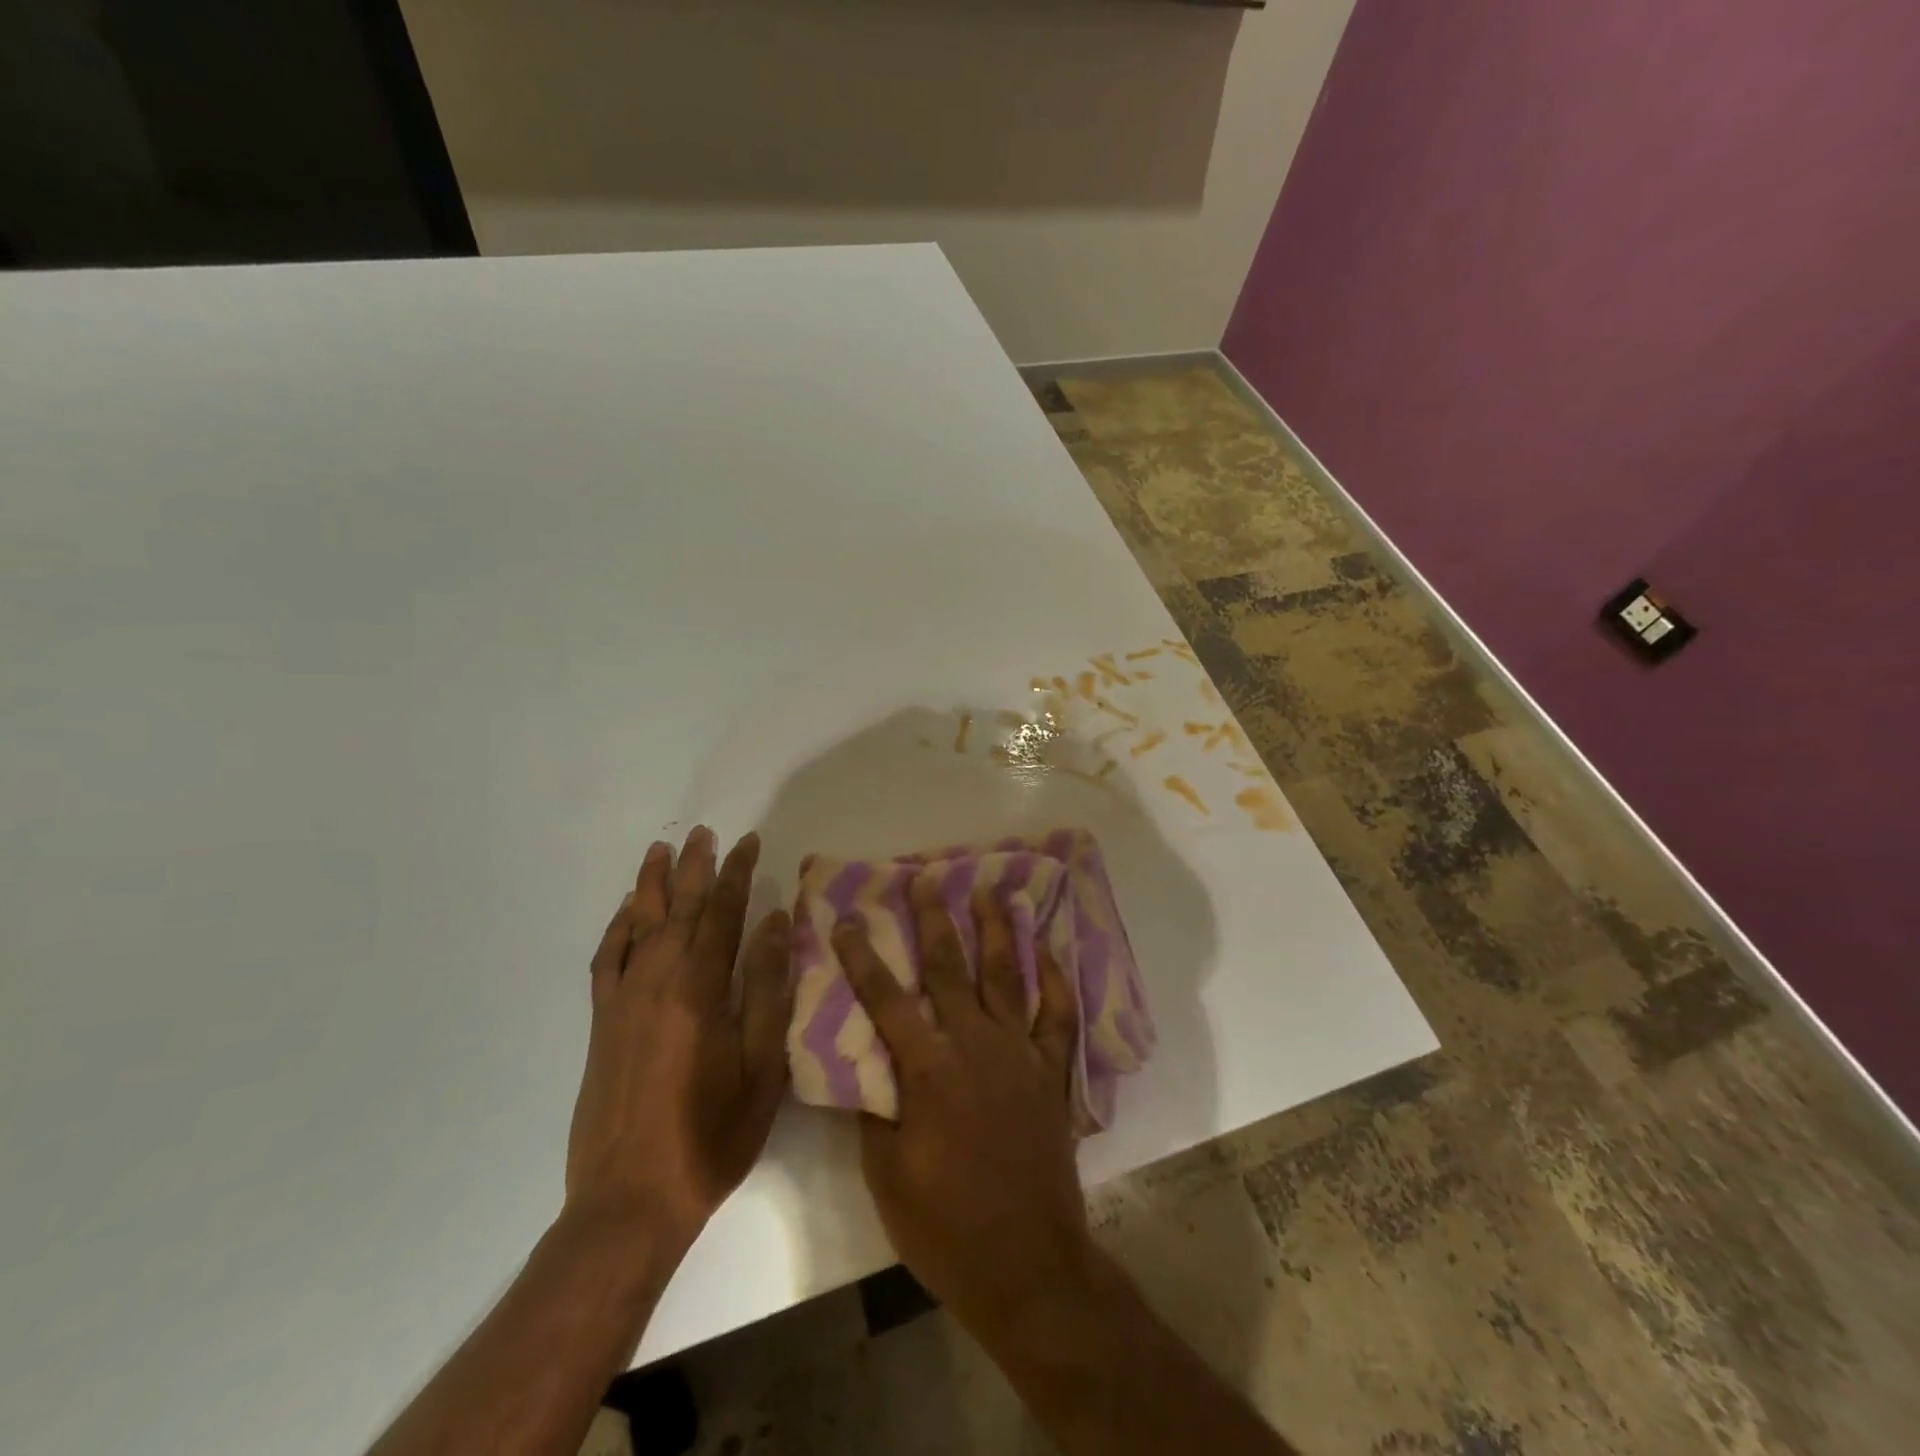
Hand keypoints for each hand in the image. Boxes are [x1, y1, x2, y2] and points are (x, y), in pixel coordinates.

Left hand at [566, 828, 792, 1246]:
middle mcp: (657, 981)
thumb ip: (768, 989)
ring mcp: (623, 1000)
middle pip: (678, 908)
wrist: (629, 1201)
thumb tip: (776, 923)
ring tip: (661, 850)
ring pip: (638, 924)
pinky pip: (606, 959)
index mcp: (700, 989)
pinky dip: (617, 928)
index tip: (748, 841)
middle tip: (705, 831)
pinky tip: (625, 912)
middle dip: (694, 867)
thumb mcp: (762, 1068)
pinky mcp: (601, 1023)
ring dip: (651, 884)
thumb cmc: (711, 1137)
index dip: (737, 873)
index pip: (722, 913)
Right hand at [832, 873, 1090, 1342]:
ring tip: (990, 890)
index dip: (862, 957)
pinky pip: (1057, 1014)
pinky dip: (1055, 978)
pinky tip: (1047, 949)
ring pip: (1007, 976)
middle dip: (933, 919)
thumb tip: (867, 1064)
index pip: (886, 1001)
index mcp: (929, 1071)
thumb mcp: (888, 1177)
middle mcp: (975, 1047)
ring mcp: (1020, 1055)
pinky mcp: (1051, 1073)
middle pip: (949, 969)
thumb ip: (876, 1111)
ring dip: (997, 929)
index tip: (846, 919)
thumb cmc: (947, 1229)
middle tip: (926, 878)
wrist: (1027, 1266)